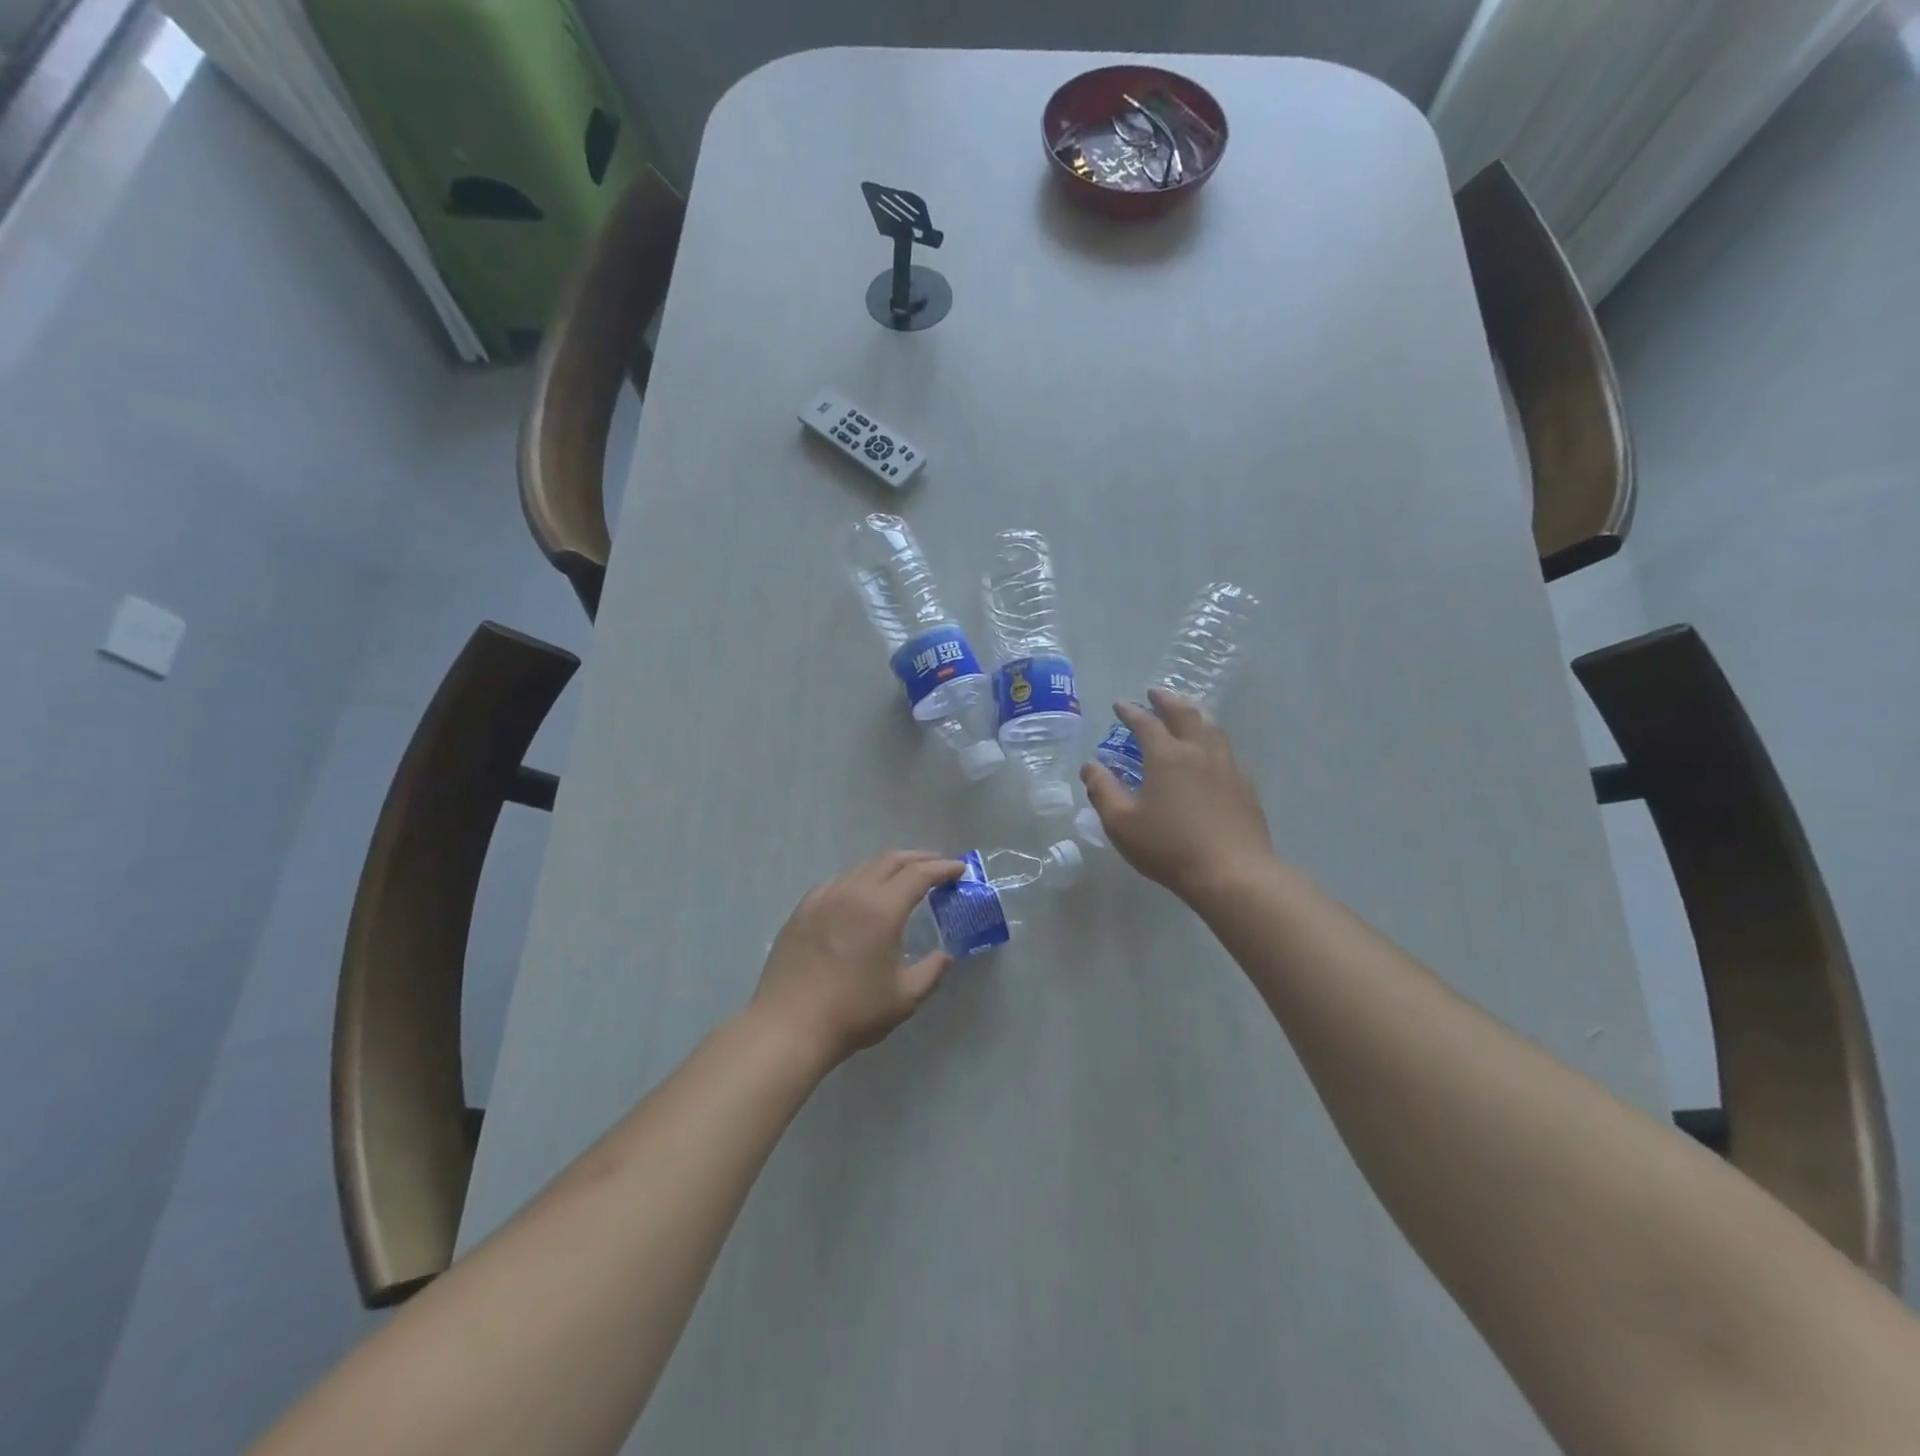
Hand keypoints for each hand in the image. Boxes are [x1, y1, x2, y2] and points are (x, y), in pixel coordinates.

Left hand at [750, 851, 964, 1069]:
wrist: (789, 1026)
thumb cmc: (853, 1012)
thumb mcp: (905, 998)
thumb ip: (931, 971)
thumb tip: (944, 956)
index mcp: (882, 909)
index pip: (919, 875)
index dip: (942, 868)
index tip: (959, 868)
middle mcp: (853, 892)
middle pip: (889, 861)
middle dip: (917, 859)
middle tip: (937, 864)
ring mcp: (823, 898)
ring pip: (861, 869)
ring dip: (887, 868)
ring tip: (901, 878)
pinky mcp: (802, 910)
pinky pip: (837, 884)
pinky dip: (858, 881)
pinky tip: (859, 895)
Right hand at [1080, 689, 1274, 902]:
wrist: (1233, 873)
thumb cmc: (1170, 848)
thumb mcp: (1122, 824)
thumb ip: (1103, 791)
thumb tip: (1090, 767)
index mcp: (1167, 756)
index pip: (1146, 723)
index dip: (1131, 712)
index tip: (1120, 704)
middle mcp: (1199, 752)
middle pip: (1185, 714)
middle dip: (1167, 701)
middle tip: (1155, 693)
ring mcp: (1227, 767)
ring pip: (1212, 728)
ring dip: (1195, 714)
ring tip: (1186, 712)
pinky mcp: (1245, 786)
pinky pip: (1227, 751)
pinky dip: (1213, 740)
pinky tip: (1212, 753)